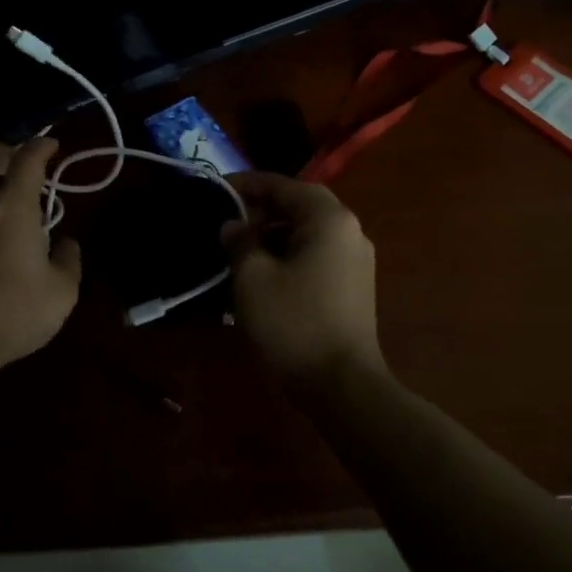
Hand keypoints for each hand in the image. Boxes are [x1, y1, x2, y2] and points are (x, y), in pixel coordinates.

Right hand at [220, 173, 385, 385]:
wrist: (342, 386)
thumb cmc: (294, 324)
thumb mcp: (253, 279)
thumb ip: (239, 242)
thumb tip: (233, 226)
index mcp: (328, 219)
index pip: (282, 185)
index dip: (246, 184)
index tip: (216, 189)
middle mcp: (349, 231)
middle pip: (299, 206)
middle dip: (260, 211)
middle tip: (227, 223)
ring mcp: (355, 260)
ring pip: (307, 233)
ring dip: (273, 236)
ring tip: (238, 252)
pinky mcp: (353, 287)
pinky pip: (316, 256)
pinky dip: (288, 257)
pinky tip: (262, 277)